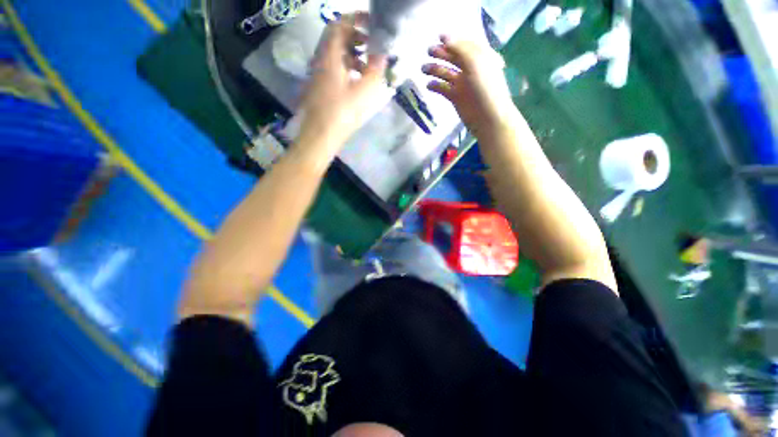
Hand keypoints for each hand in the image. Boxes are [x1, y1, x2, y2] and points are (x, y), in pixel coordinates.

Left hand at [297, 13, 387, 157]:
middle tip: (373, 46)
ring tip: (369, 67)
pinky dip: (348, 68)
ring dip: (353, 54)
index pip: (339, 24)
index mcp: (329, 56)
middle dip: (357, 37)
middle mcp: (321, 60)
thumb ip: (375, 70)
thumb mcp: (364, 91)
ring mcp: (319, 74)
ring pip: (336, 54)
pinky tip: (358, 81)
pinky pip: (335, 68)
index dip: (356, 19)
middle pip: (337, 38)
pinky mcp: (321, 87)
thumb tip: (382, 54)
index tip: (372, 24)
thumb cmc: (342, 113)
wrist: (321, 135)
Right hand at [423, 36, 517, 138]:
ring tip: (423, 69)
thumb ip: (460, 48)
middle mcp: (471, 69)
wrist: (487, 116)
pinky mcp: (456, 98)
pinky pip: (443, 89)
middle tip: (428, 51)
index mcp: (480, 58)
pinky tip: (428, 85)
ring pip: (446, 74)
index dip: (452, 41)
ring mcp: (463, 84)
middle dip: (441, 54)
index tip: (438, 37)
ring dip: (435, 69)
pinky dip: (436, 86)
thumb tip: (445, 38)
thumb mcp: (475, 62)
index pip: (464, 45)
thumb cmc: (485, 87)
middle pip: (453, 58)